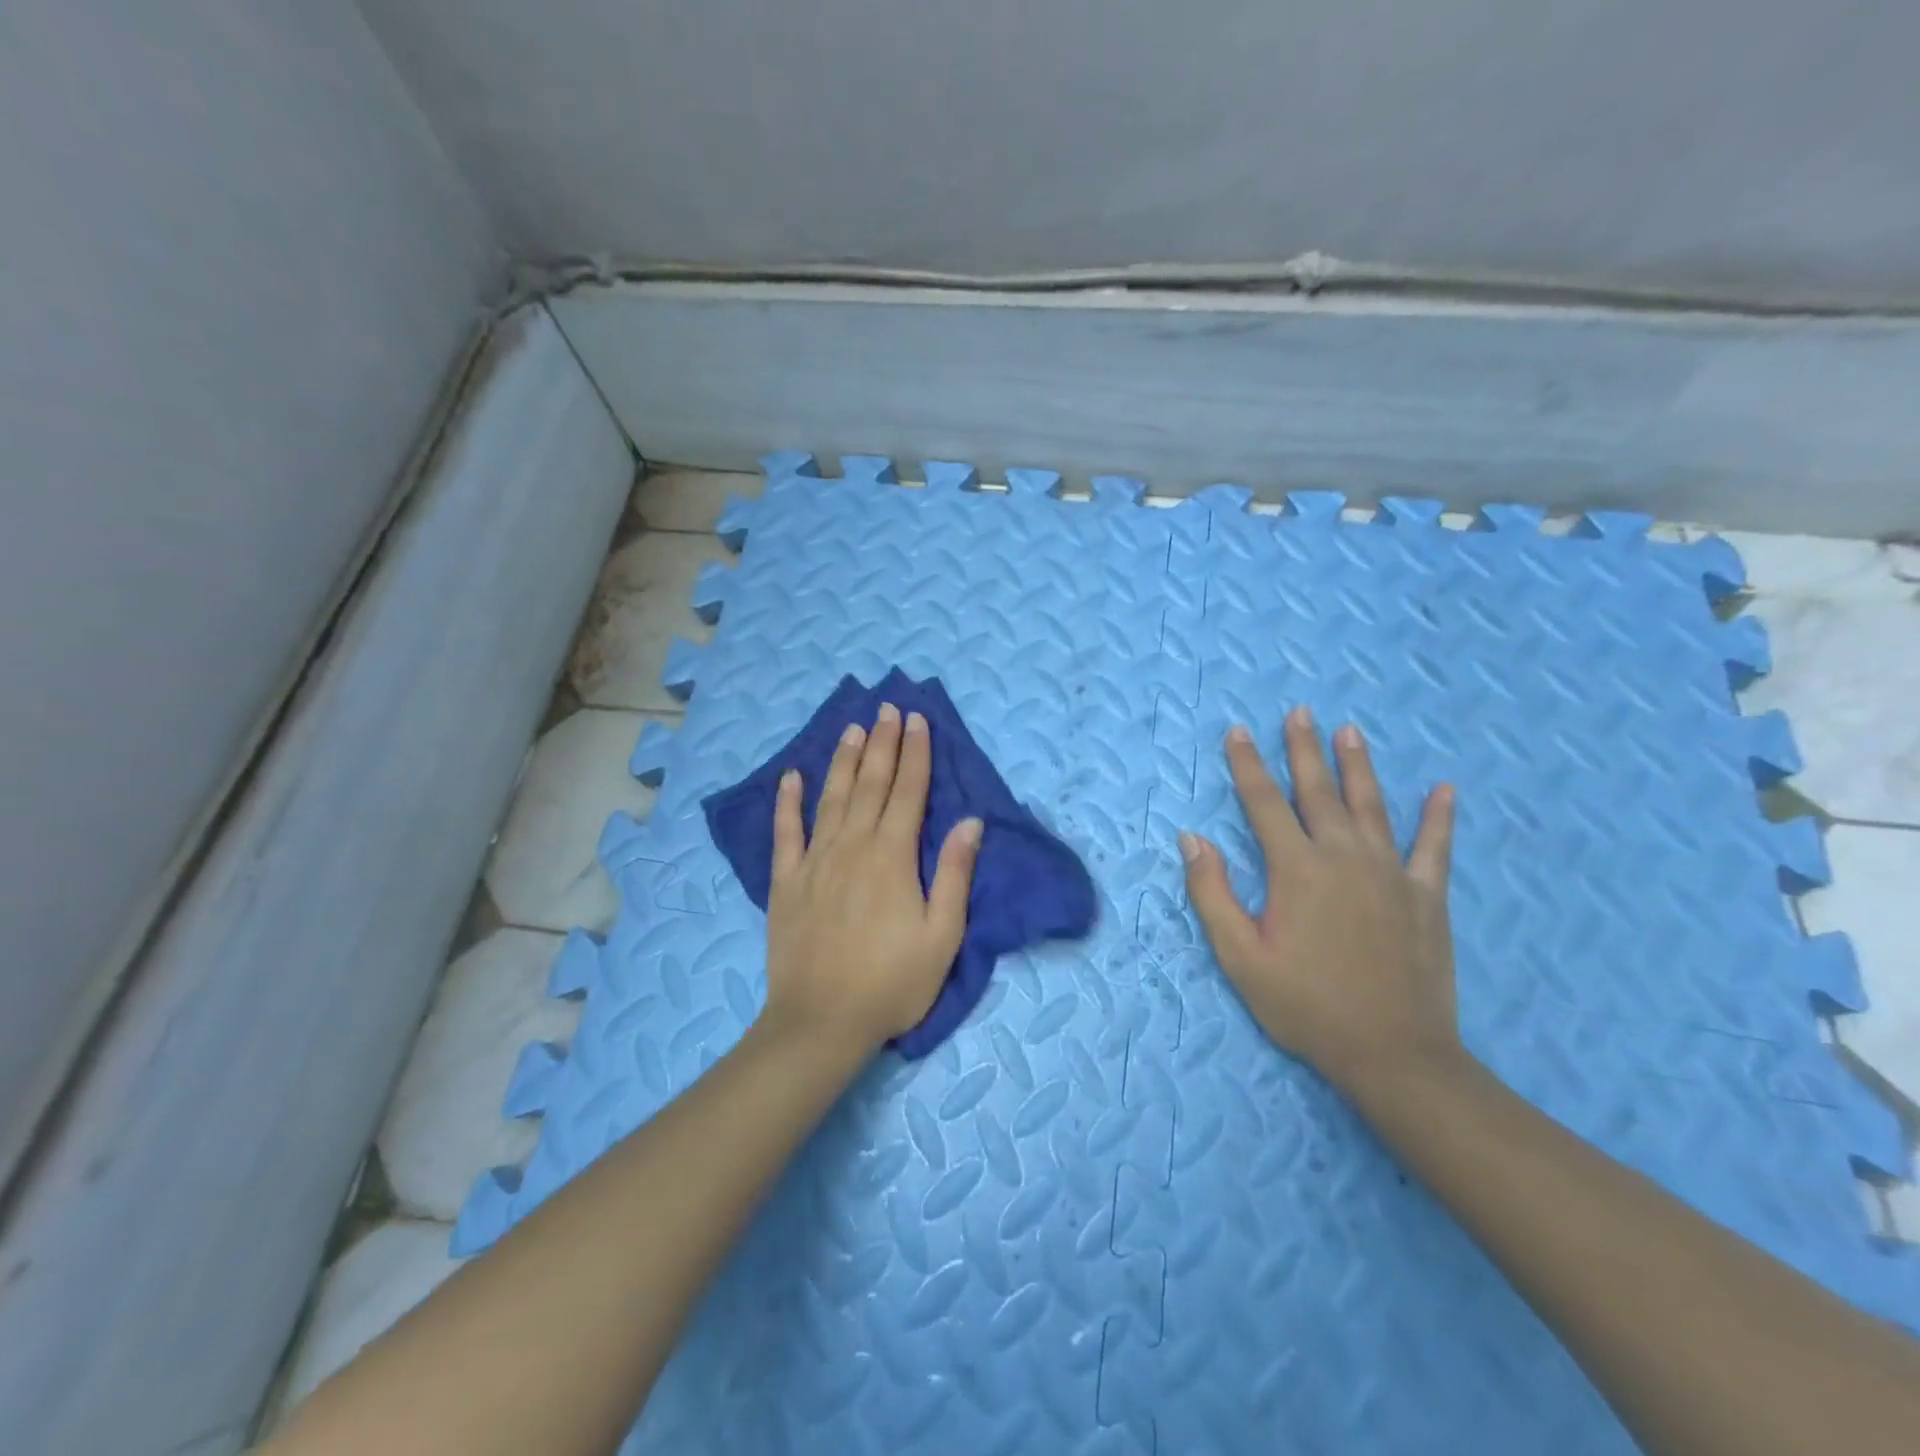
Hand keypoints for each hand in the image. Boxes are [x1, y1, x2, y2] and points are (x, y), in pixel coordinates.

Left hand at [763, 702, 982, 1054]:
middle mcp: (853, 846)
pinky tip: (791, 776)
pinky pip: (785, 832)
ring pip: (831, 798)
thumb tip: (971, 822)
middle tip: (887, 708)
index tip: (917, 720)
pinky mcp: (786, 881)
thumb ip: (954, 874)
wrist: (822, 1022)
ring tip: (851, 728)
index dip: (915, 753)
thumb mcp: (942, 935)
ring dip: (842, 760)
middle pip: (870, 783)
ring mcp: (814, 861)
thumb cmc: (893, 982)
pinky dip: (787, 802)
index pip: (908, 791)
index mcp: (893, 856)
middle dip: (882, 743)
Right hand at [1180, 708, 1461, 1099]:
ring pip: (1372, 805)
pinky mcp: (1425, 896)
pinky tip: (1444, 790)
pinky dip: (1439, 817)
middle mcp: (1343, 857)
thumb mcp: (1240, 956)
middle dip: (1304, 749)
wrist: (1393, 1054)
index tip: (1238, 732)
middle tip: (1300, 712)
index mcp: (1296, 869)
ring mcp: (1390, 873)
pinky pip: (1433, 847)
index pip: (1264, 802)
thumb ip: (1213, 893)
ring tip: (1350, 731)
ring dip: (1358, 766)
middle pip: (1318, 791)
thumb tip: (1192, 838)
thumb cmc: (1306, 1005)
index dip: (1247, 764)